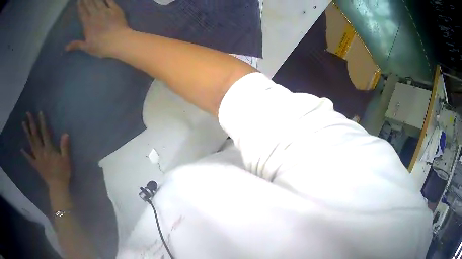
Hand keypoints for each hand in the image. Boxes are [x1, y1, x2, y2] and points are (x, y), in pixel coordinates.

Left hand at [21, 112, 71, 190]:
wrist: (58, 187)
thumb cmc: (63, 173)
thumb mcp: (66, 159)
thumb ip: (64, 147)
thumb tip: (65, 133)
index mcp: (49, 149)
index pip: (44, 133)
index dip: (42, 122)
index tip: (39, 112)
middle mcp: (41, 151)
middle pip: (35, 136)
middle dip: (31, 124)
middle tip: (28, 113)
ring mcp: (38, 158)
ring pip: (31, 144)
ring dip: (27, 133)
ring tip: (23, 123)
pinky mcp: (36, 166)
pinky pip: (30, 159)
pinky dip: (25, 154)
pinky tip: (21, 149)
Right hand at [66, 0, 129, 57]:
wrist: (118, 40)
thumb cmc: (101, 46)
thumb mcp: (87, 47)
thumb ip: (77, 45)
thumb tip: (65, 48)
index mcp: (88, 24)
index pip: (82, 12)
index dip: (80, 6)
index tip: (79, 0)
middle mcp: (96, 15)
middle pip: (90, 5)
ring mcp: (106, 11)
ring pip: (99, 1)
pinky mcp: (115, 9)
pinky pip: (110, 1)